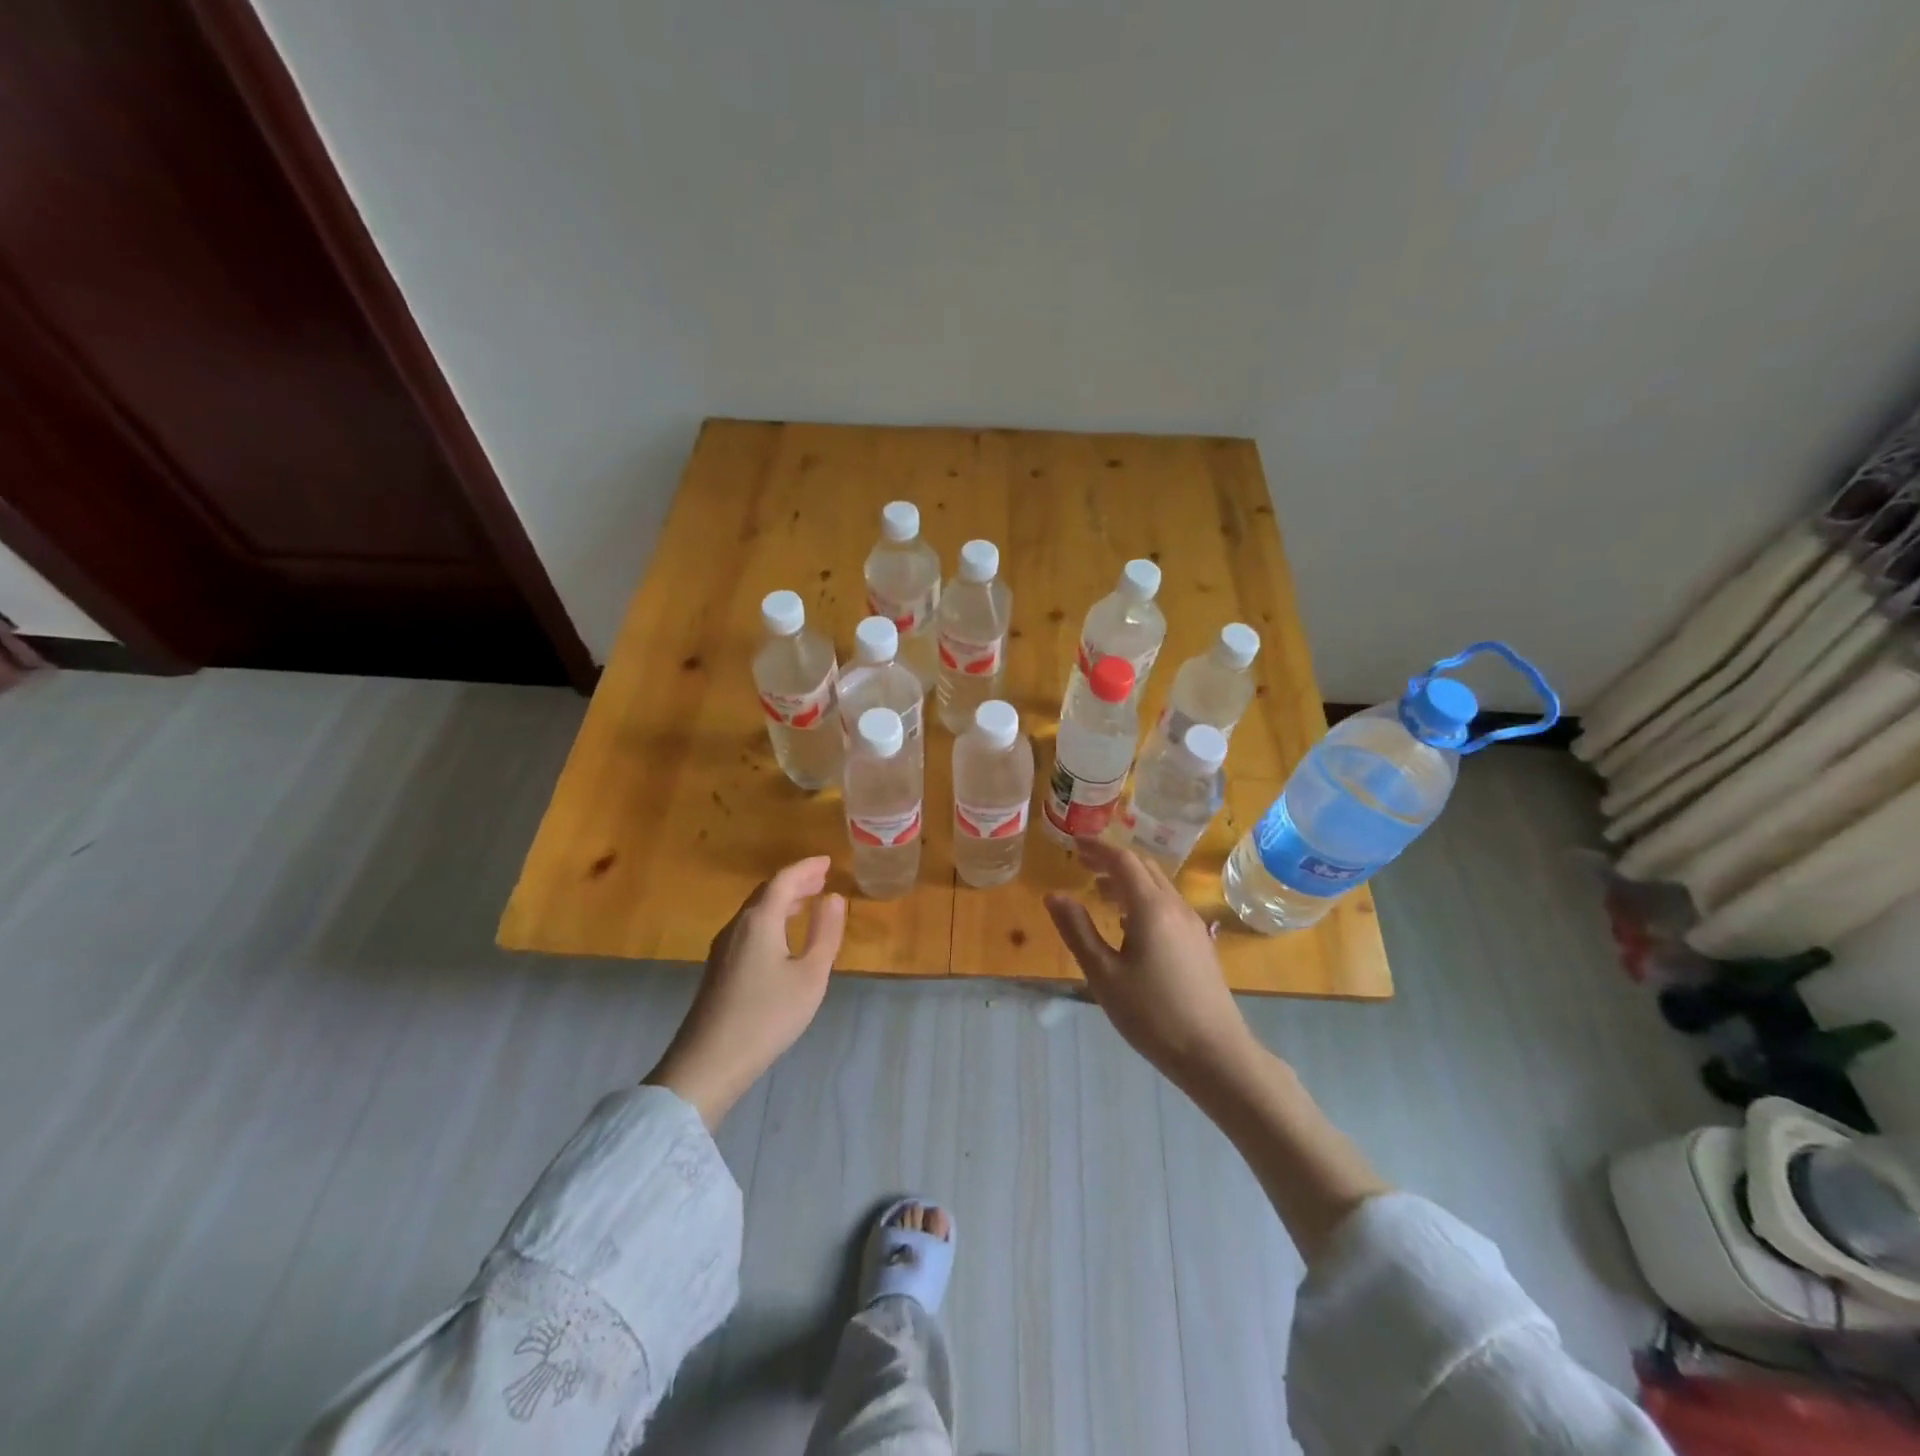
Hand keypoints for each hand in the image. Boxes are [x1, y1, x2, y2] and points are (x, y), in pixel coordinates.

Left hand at [645, 857, 846, 1128]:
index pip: (784, 879)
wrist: (708, 1062)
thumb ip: (825, 933)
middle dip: (795, 882)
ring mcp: (723, 947)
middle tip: (822, 878)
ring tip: (808, 901)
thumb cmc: (767, 1016)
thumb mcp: (810, 976)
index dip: (807, 868)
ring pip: (755, 910)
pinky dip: (771, 919)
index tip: (828, 862)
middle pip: (767, 892)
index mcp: (759, 920)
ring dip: (783, 901)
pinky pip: (749, 928)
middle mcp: (737, 925)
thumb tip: (834, 898)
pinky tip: (782, 936)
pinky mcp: (719, 968)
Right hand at [1044, 837, 1252, 1083]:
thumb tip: (1054, 895)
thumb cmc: (1152, 1015)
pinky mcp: (1199, 943)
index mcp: (1151, 908)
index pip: (1123, 860)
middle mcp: (1175, 906)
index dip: (1097, 848)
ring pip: (1158, 885)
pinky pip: (1168, 904)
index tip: (1073, 844)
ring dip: (1128, 879)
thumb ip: (1077, 930)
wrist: (1215, 1054)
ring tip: (1100, 892)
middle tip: (1083, 864)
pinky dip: (1143, 898)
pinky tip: (1129, 924)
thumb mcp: (1104, 975)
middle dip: (1112, 859)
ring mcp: (1192, 924)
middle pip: (1144, 867)